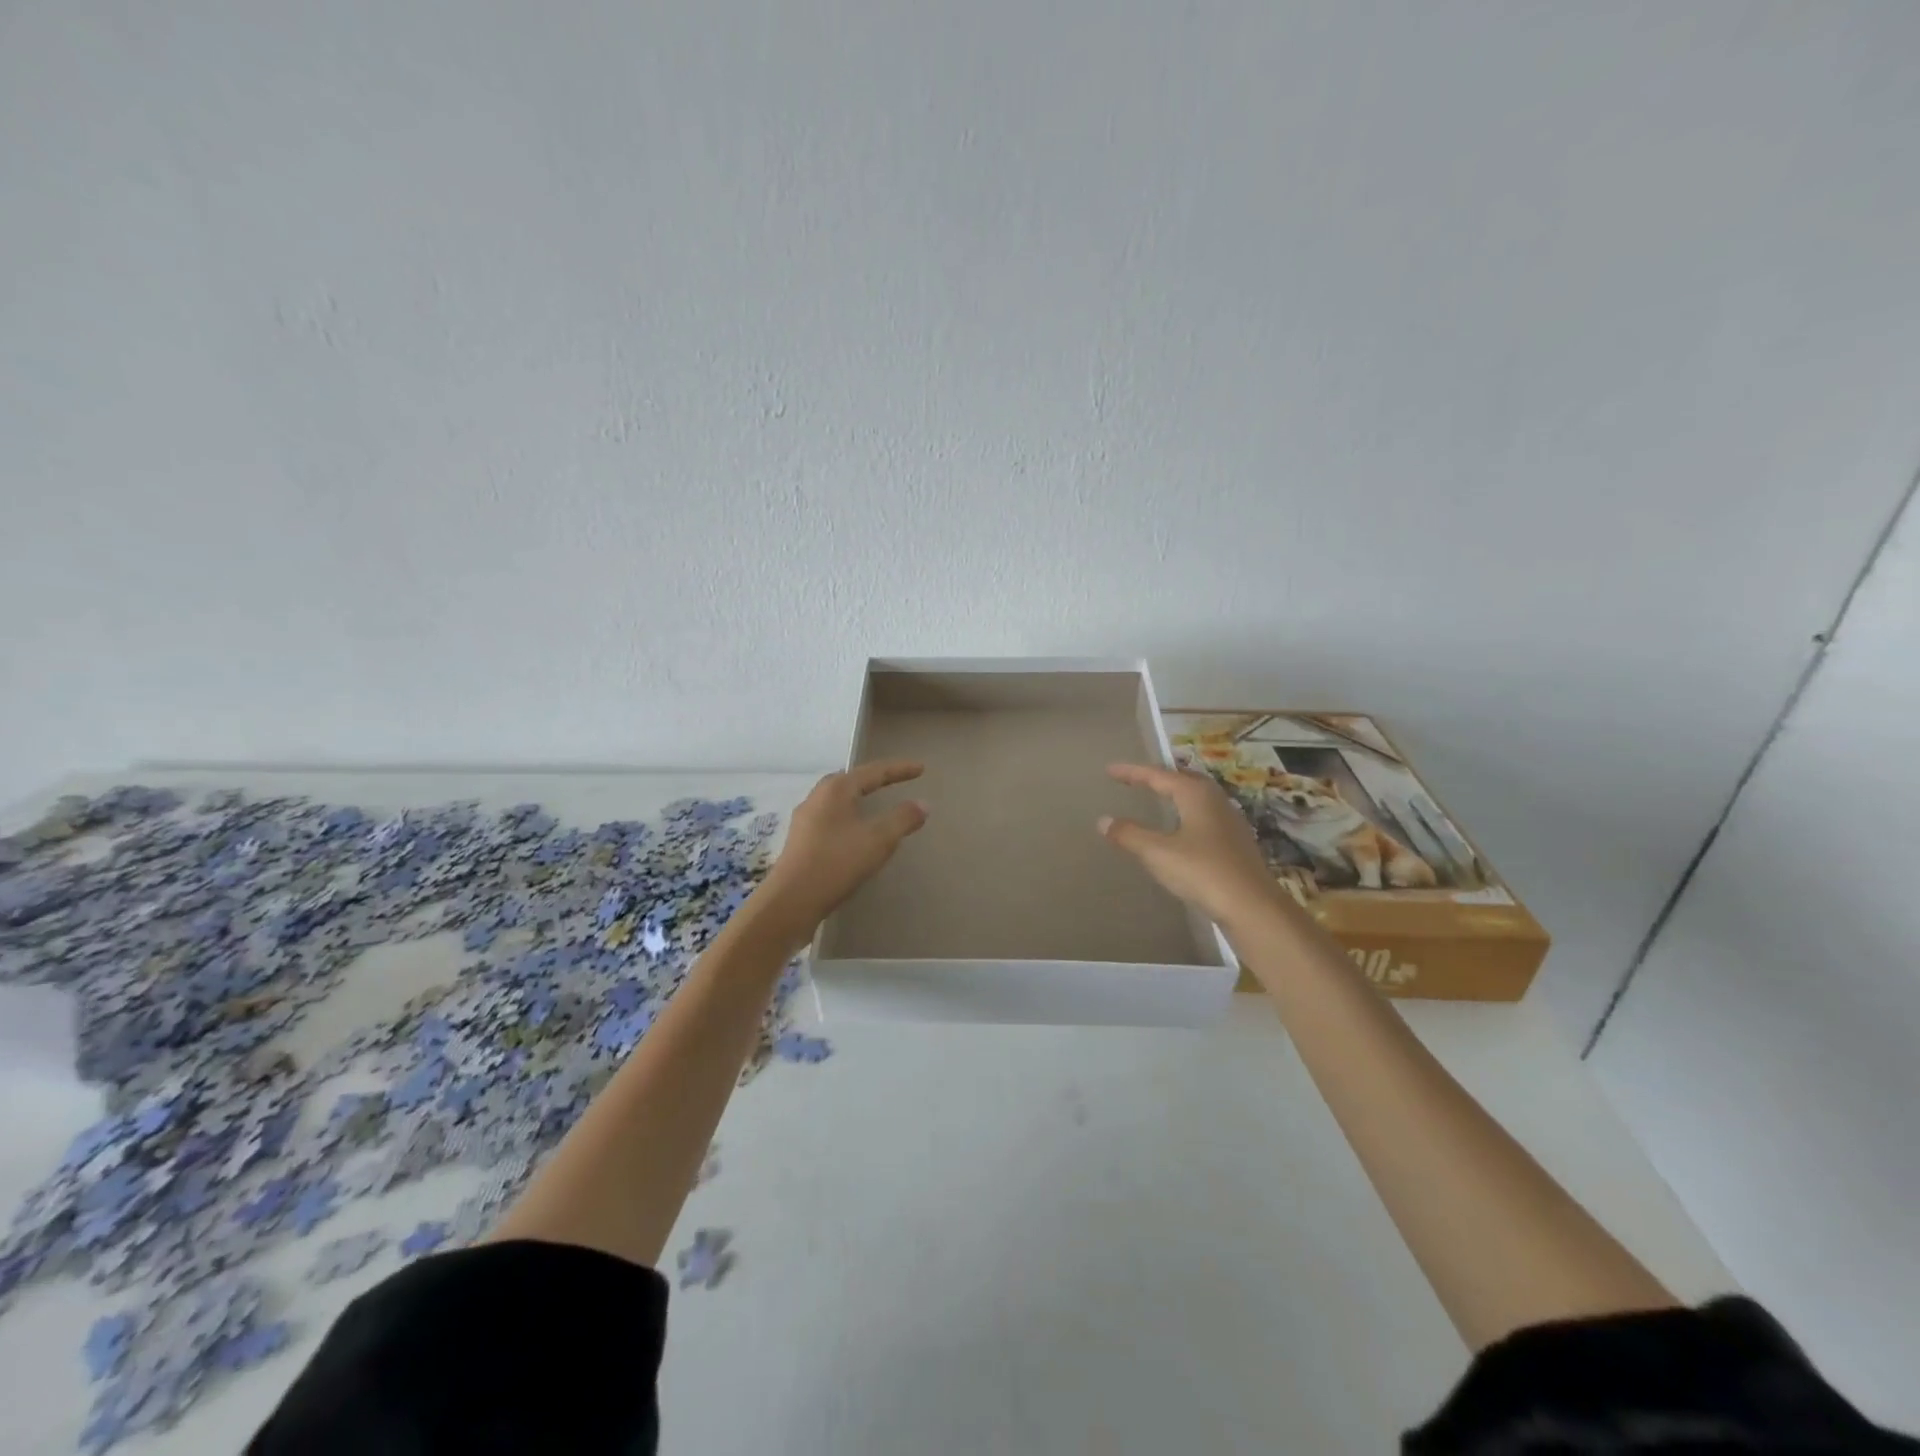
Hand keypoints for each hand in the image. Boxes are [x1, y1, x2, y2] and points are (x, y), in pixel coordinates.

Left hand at [756, 761, 928, 941]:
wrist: (791, 901)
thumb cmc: (837, 862)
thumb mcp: (878, 840)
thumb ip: (903, 819)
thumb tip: (923, 804)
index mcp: (836, 789)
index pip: (874, 772)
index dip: (899, 769)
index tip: (921, 769)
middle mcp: (817, 797)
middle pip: (851, 780)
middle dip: (874, 779)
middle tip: (895, 780)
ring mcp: (805, 819)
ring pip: (838, 800)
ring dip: (859, 798)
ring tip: (875, 803)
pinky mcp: (801, 840)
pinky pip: (831, 818)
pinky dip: (850, 817)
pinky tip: (855, 832)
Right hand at [1098, 763, 1278, 924]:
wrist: (1253, 907)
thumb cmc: (1202, 872)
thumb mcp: (1158, 853)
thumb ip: (1129, 834)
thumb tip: (1103, 820)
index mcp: (1195, 794)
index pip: (1158, 775)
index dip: (1132, 772)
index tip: (1110, 770)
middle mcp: (1215, 800)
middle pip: (1183, 780)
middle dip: (1158, 777)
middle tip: (1136, 779)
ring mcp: (1230, 821)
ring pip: (1197, 798)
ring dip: (1175, 794)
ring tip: (1157, 798)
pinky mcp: (1236, 843)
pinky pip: (1205, 816)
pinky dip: (1186, 814)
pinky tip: (1182, 830)